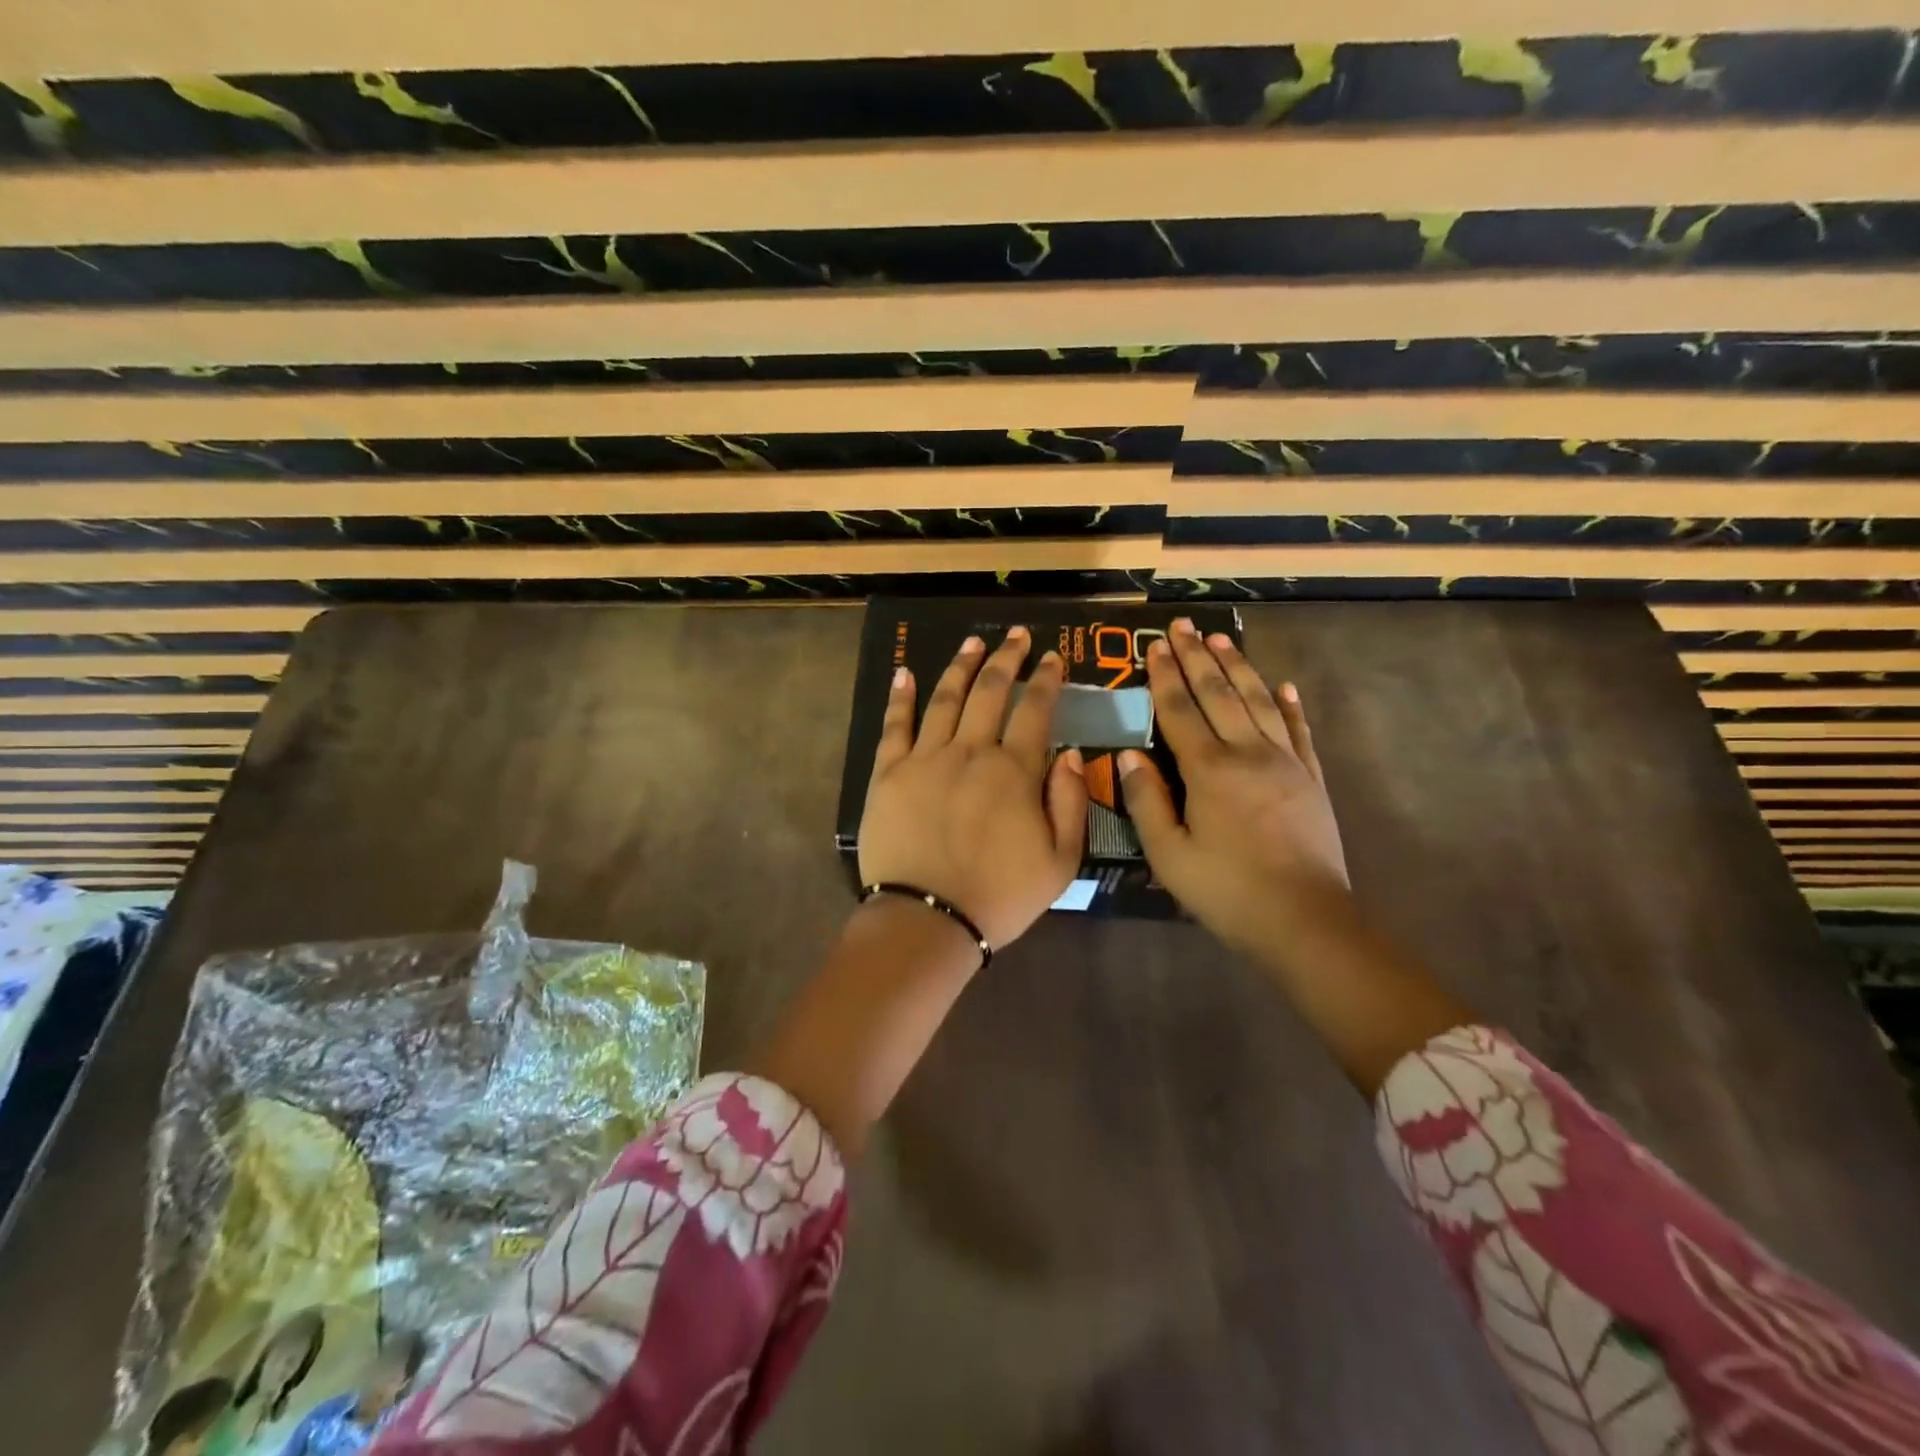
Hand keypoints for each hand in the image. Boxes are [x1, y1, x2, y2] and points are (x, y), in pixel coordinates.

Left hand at [860, 626, 1088, 949]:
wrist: (928, 919)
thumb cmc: (999, 896)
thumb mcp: (1061, 862)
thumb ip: (1071, 803)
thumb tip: (1072, 753)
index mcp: (1014, 771)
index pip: (1035, 711)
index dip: (1046, 679)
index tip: (1053, 656)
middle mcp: (970, 751)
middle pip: (990, 692)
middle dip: (1007, 659)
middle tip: (1018, 636)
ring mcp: (925, 758)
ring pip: (945, 698)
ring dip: (961, 665)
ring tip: (973, 642)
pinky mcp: (889, 773)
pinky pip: (895, 726)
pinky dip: (901, 696)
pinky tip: (905, 672)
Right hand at [1118, 620, 1350, 956]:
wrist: (1305, 920)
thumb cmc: (1227, 891)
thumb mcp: (1169, 854)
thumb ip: (1146, 800)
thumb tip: (1127, 754)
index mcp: (1208, 770)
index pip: (1180, 710)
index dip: (1164, 675)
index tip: (1155, 644)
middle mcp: (1248, 752)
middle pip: (1219, 693)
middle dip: (1197, 657)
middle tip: (1183, 626)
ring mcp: (1286, 761)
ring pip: (1259, 701)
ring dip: (1238, 667)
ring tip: (1222, 639)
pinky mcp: (1311, 778)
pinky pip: (1298, 730)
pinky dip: (1289, 705)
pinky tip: (1283, 686)